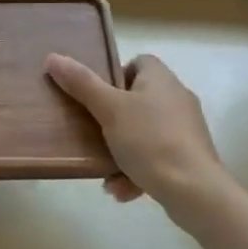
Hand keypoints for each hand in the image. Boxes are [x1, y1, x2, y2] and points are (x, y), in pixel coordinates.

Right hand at [45, 52, 235, 231]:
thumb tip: (53, 57)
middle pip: (139, 99)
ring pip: (145, 132)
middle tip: (93, 132)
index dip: (115, 75)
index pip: (138, 62)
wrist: (194, 191)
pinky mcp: (191, 157)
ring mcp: (187, 129)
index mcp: (161, 79)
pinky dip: (138, 170)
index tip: (97, 96)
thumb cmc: (150, 140)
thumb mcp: (109, 110)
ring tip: (104, 170)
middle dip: (113, 119)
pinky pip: (157, 157)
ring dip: (122, 150)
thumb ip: (81, 84)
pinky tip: (121, 190)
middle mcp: (177, 98)